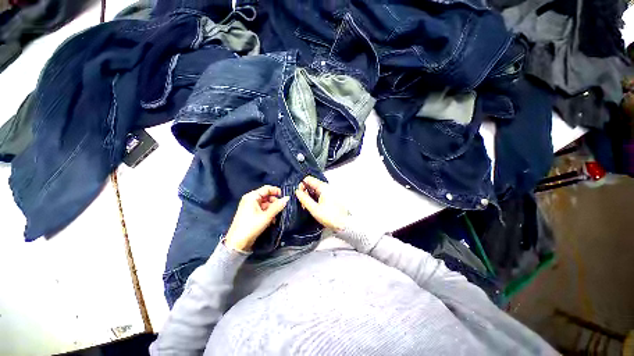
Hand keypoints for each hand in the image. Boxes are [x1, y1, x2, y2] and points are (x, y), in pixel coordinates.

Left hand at [225, 185, 289, 251]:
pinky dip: (268, 213)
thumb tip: (287, 198)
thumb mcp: (267, 216)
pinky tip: (272, 220)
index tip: (285, 196)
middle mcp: (250, 199)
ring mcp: (250, 207)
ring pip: (265, 204)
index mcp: (252, 197)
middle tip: (282, 208)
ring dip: (272, 209)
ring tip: (277, 216)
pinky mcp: (250, 214)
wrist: (237, 243)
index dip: (276, 191)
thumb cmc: (251, 226)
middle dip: (275, 201)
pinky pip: (262, 210)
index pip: (267, 188)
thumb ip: (278, 206)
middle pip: (266, 196)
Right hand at [295, 176, 348, 230]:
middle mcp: (326, 187)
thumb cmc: (331, 216)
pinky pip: (319, 193)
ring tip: (308, 206)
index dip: (301, 185)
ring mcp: (329, 191)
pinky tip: (314, 206)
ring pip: (315, 189)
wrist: (345, 224)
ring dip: (309, 196)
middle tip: (303, 203)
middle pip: (311, 184)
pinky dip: (314, 198)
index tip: (299, 195)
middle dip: (305, 192)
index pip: (308, 179)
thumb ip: (305, 199)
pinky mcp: (330, 196)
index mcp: (323, 187)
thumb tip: (297, 192)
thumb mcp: (314, 209)